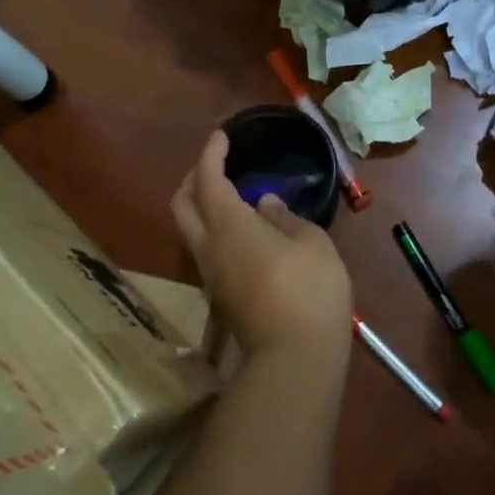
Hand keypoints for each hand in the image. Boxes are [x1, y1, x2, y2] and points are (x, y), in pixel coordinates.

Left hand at [171, 131, 352, 362]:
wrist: (294, 359)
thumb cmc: (309, 291)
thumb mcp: (312, 243)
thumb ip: (285, 217)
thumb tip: (264, 205)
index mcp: (229, 225)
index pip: (207, 179)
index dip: (211, 154)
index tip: (222, 136)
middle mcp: (209, 247)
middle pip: (182, 204)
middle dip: (193, 178)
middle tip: (216, 165)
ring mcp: (210, 276)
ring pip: (190, 230)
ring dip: (201, 206)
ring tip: (230, 195)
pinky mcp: (221, 297)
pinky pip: (206, 250)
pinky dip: (214, 229)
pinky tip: (242, 231)